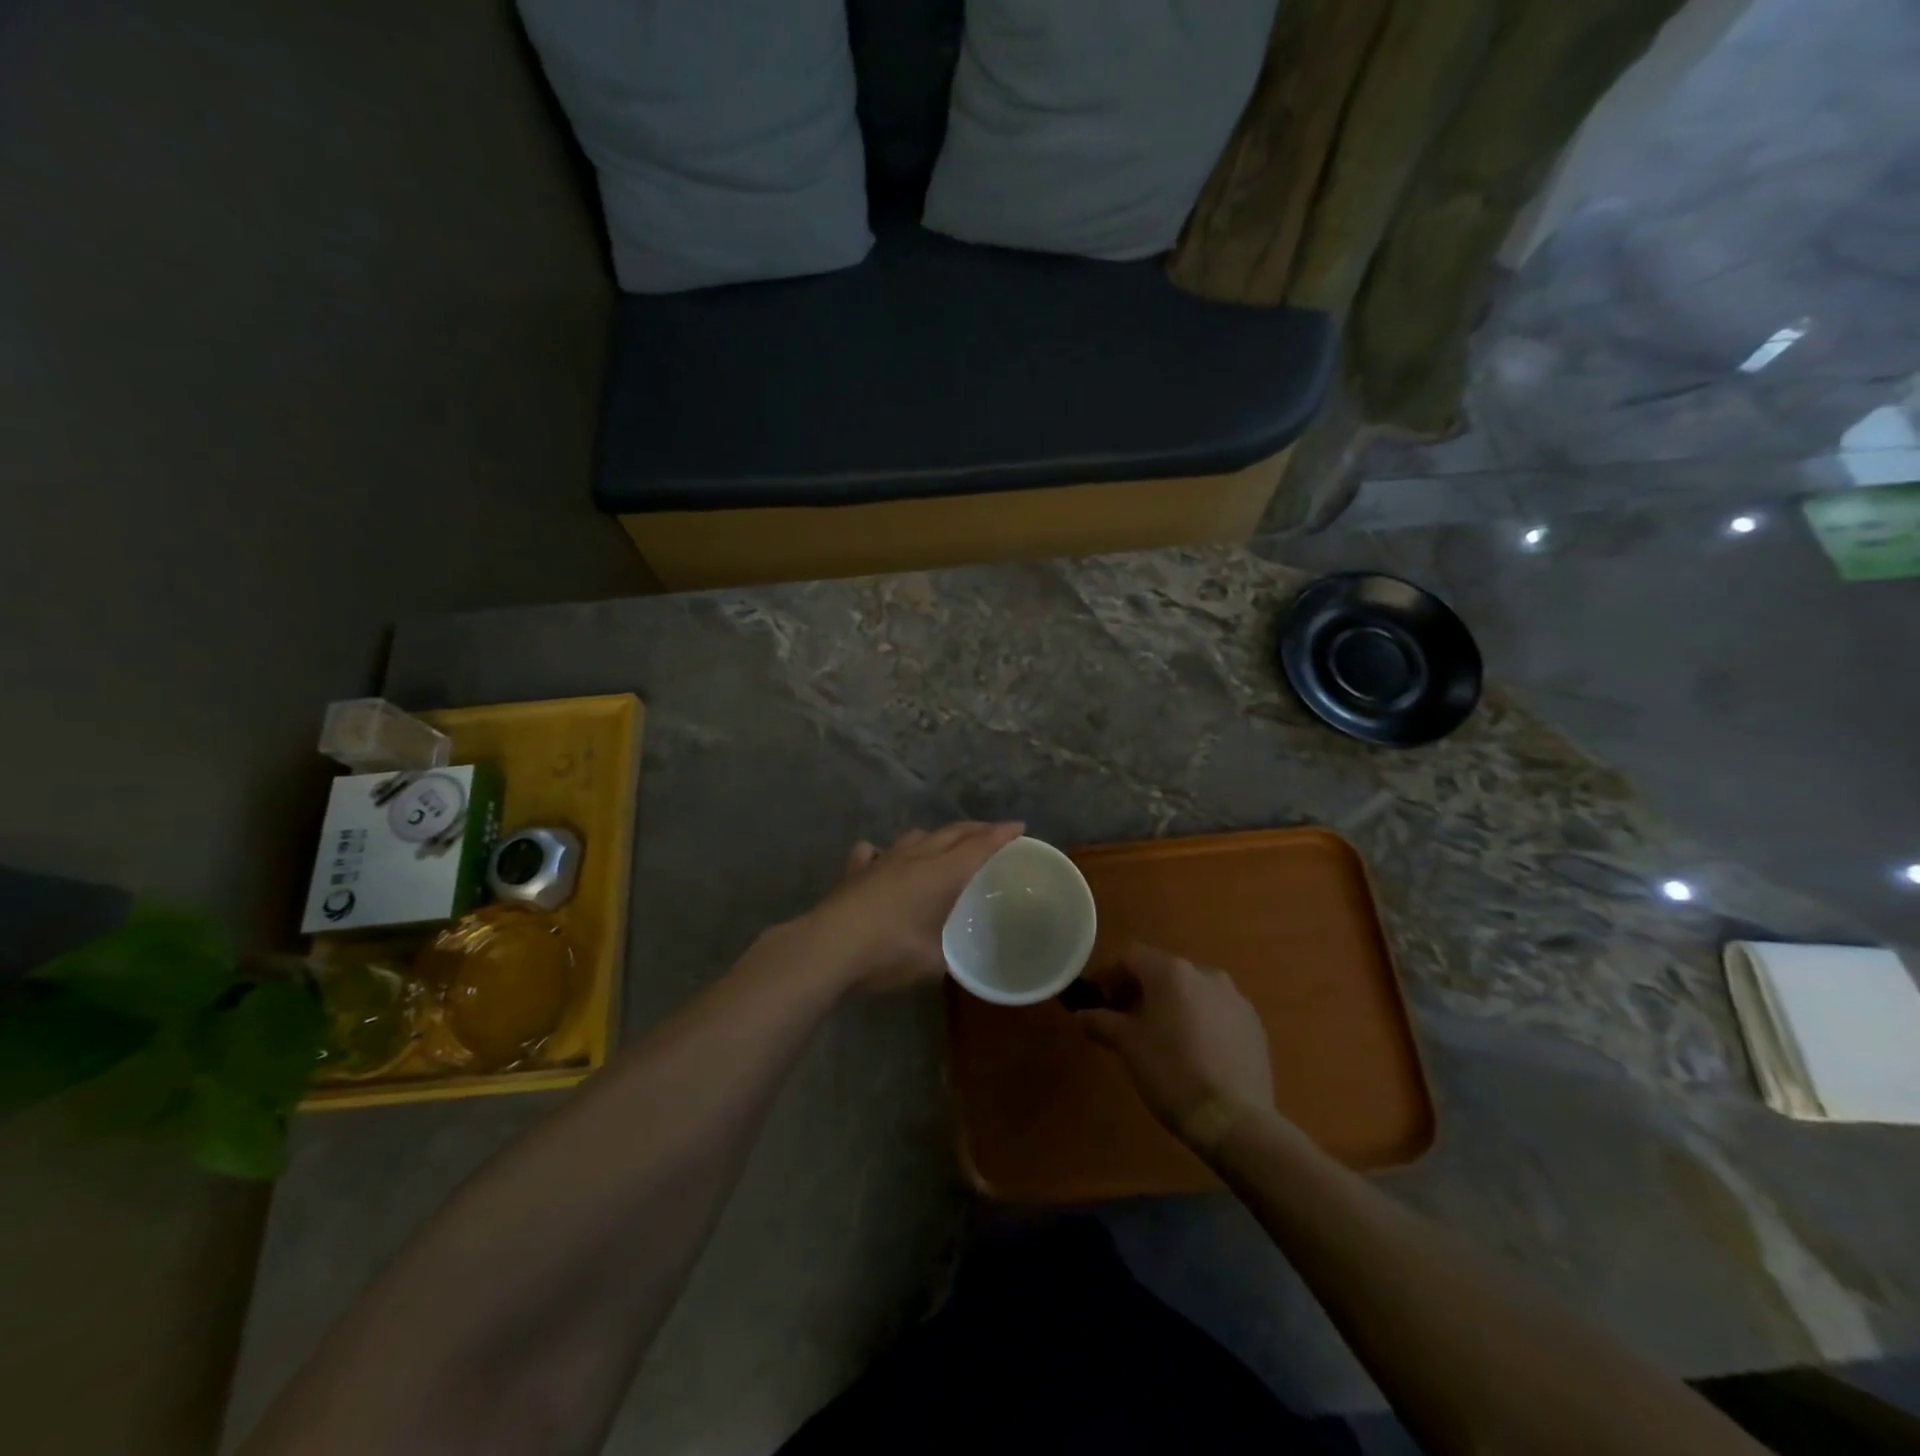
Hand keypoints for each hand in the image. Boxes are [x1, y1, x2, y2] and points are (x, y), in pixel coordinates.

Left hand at [801, 822, 1024, 992]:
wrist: (829, 947)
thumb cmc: (889, 953)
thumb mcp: (931, 962)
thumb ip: (948, 956)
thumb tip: (954, 958)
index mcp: (941, 874)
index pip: (979, 846)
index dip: (1001, 835)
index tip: (1019, 827)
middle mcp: (915, 857)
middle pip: (951, 833)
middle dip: (975, 830)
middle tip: (991, 833)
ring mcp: (882, 860)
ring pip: (915, 836)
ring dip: (935, 836)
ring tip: (943, 844)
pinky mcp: (856, 871)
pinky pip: (874, 852)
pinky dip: (884, 853)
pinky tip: (881, 858)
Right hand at [1074, 945, 1274, 1147]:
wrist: (1235, 1120)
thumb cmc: (1172, 1072)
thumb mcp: (1128, 1046)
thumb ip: (1101, 1022)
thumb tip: (1082, 1014)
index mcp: (1171, 972)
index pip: (1130, 956)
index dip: (1108, 973)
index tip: (1095, 997)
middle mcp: (1205, 973)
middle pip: (1162, 970)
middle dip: (1139, 989)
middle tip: (1122, 1017)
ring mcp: (1235, 998)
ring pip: (1191, 990)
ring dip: (1170, 1003)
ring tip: (1159, 1035)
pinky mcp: (1253, 1024)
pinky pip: (1216, 1010)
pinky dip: (1198, 1020)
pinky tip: (1192, 1050)